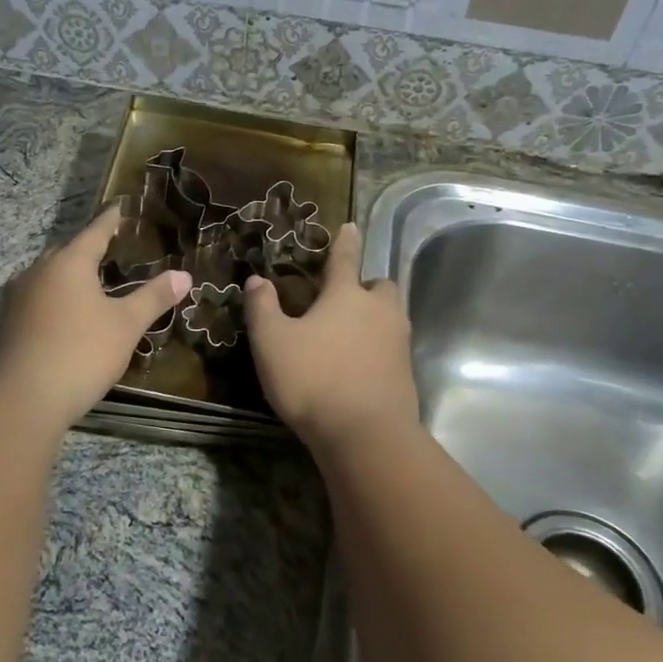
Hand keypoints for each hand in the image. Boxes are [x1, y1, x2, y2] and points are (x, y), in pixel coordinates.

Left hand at [0, 206, 189, 430]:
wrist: (23, 398)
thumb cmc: (81, 351)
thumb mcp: (126, 324)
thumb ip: (154, 297)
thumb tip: (184, 275)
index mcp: (69, 263)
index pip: (95, 232)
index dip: (110, 220)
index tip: (119, 207)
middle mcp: (39, 272)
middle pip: (67, 252)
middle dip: (88, 249)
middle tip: (111, 249)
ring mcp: (18, 298)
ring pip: (49, 276)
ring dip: (70, 276)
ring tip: (92, 283)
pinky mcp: (9, 325)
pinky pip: (39, 299)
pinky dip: (57, 299)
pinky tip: (69, 315)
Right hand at [242, 223, 418, 448]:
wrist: (365, 435)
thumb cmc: (313, 379)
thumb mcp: (272, 342)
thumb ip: (262, 308)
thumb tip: (256, 280)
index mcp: (346, 295)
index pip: (345, 258)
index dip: (345, 241)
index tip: (351, 226)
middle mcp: (379, 312)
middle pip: (380, 286)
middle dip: (366, 286)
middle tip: (344, 299)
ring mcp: (398, 343)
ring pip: (391, 317)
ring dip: (375, 317)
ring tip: (349, 334)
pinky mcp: (406, 374)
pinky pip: (393, 348)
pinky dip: (379, 349)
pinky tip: (359, 366)